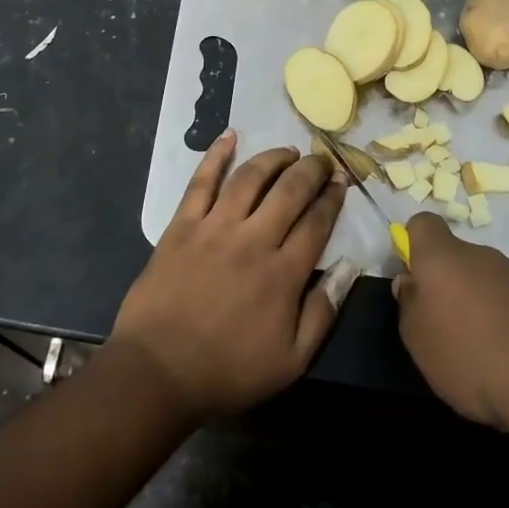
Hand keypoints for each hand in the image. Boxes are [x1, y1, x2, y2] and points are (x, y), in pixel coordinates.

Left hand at [113, 132, 350, 422]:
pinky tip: (229, 136)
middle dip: (312, 170)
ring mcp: (214, 228)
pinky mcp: (182, 225)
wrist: (158, 371)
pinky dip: (216, 155)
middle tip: (322, 160)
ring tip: (288, 151)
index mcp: (283, 273)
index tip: (342, 181)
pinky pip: (201, 181)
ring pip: (250, 178)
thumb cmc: (228, 371)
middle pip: (290, 191)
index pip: (317, 222)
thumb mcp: (291, 360)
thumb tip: (350, 267)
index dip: (333, 198)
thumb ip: (323, 311)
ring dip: (273, 158)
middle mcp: (253, 239)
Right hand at [394, 212, 508, 434]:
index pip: (423, 224)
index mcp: (442, 257)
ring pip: (483, 280)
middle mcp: (480, 256)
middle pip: (454, 256)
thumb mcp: (418, 339)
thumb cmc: (469, 356)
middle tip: (440, 323)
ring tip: (476, 348)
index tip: (413, 276)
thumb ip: (409, 305)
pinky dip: (503, 321)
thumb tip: (412, 283)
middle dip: (445, 283)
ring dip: (475, 303)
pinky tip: (506, 356)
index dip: (413, 243)